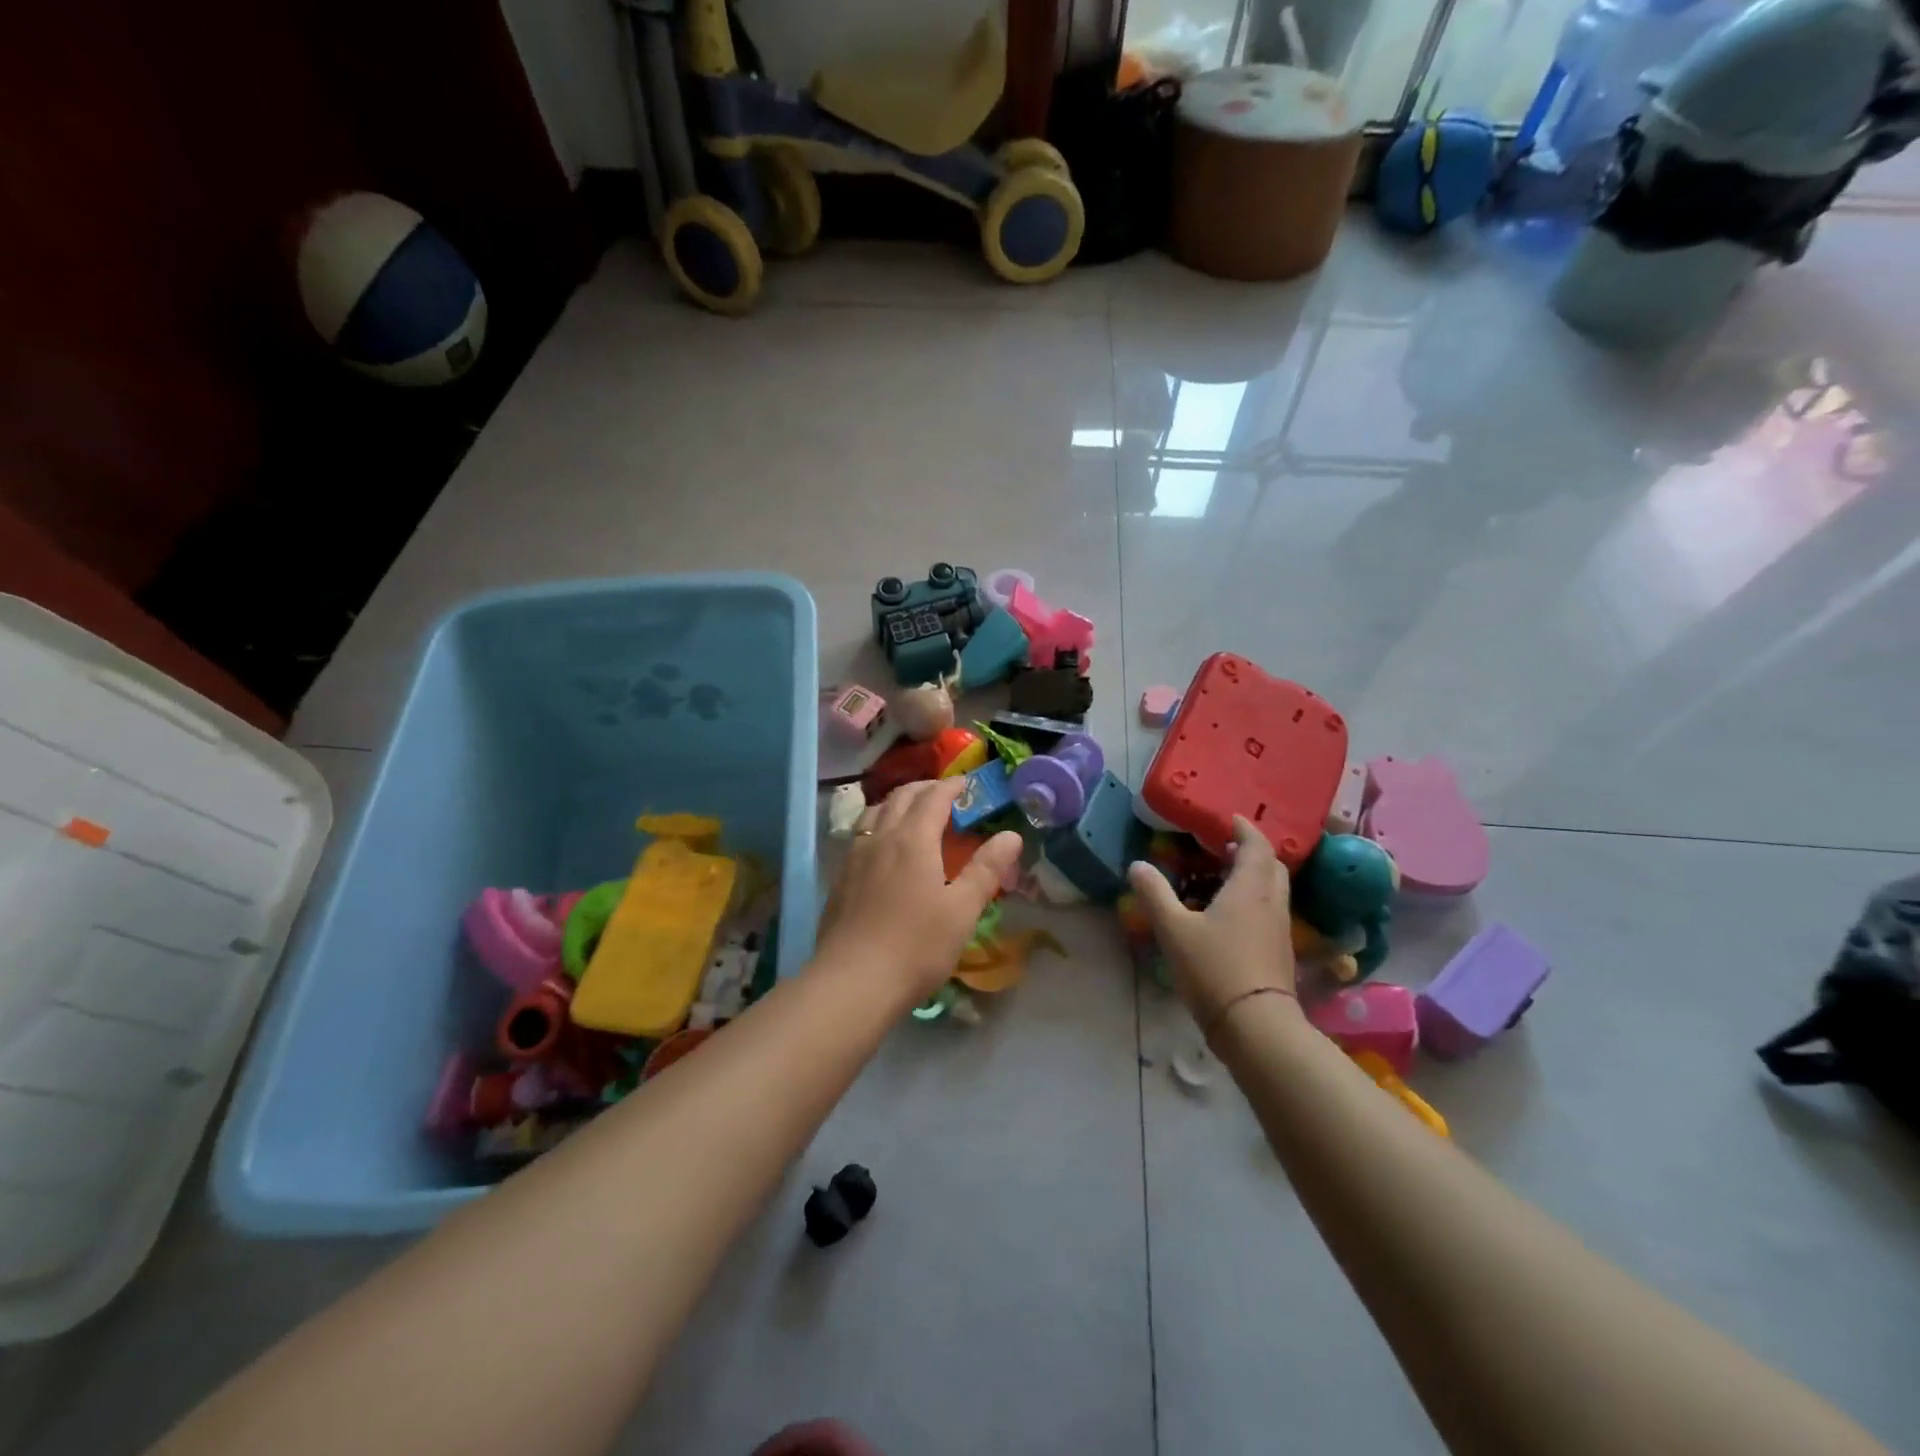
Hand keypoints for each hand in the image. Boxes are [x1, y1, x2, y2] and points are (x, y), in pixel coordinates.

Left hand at [814, 778, 1022, 1000]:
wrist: (852, 982)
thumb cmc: (916, 946)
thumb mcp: (962, 910)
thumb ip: (986, 869)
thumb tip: (1011, 835)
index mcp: (913, 840)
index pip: (934, 797)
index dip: (953, 786)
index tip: (969, 783)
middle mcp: (880, 838)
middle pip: (901, 797)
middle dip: (925, 789)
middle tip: (946, 795)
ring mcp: (854, 857)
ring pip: (875, 812)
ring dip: (898, 803)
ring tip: (913, 814)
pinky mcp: (840, 879)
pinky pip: (861, 835)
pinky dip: (879, 825)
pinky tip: (885, 849)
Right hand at [1126, 816, 1296, 1030]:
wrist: (1255, 1026)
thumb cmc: (1213, 969)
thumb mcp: (1173, 929)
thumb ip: (1155, 894)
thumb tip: (1137, 865)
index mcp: (1249, 888)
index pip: (1256, 846)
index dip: (1244, 829)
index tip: (1230, 819)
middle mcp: (1271, 902)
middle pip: (1272, 865)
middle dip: (1252, 850)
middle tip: (1227, 846)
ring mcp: (1280, 928)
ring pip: (1275, 889)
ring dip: (1256, 874)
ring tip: (1227, 876)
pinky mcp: (1280, 952)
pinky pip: (1272, 910)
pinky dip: (1257, 898)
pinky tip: (1234, 914)